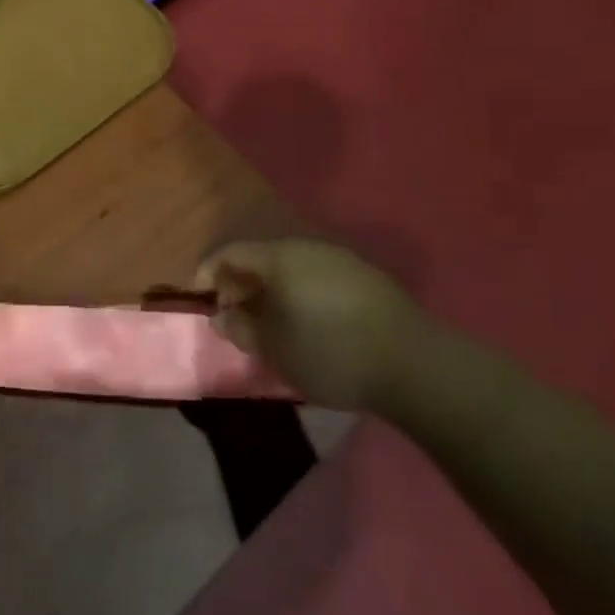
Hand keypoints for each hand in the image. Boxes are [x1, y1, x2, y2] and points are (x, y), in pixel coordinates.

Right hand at [195, 239, 430, 409]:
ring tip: (270, 323)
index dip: (207, 273)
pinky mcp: (368, 280)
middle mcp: (309, 248)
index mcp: (280, 257)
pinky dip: (301, 294)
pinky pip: (318, 278)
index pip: (230, 253)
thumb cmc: (329, 352)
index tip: (198, 299)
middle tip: (234, 315)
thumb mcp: (273, 348)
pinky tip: (308, 323)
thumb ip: (240, 328)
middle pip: (262, 257)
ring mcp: (342, 261)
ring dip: (273, 291)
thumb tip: (222, 316)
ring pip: (292, 268)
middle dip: (241, 284)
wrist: (416, 366)